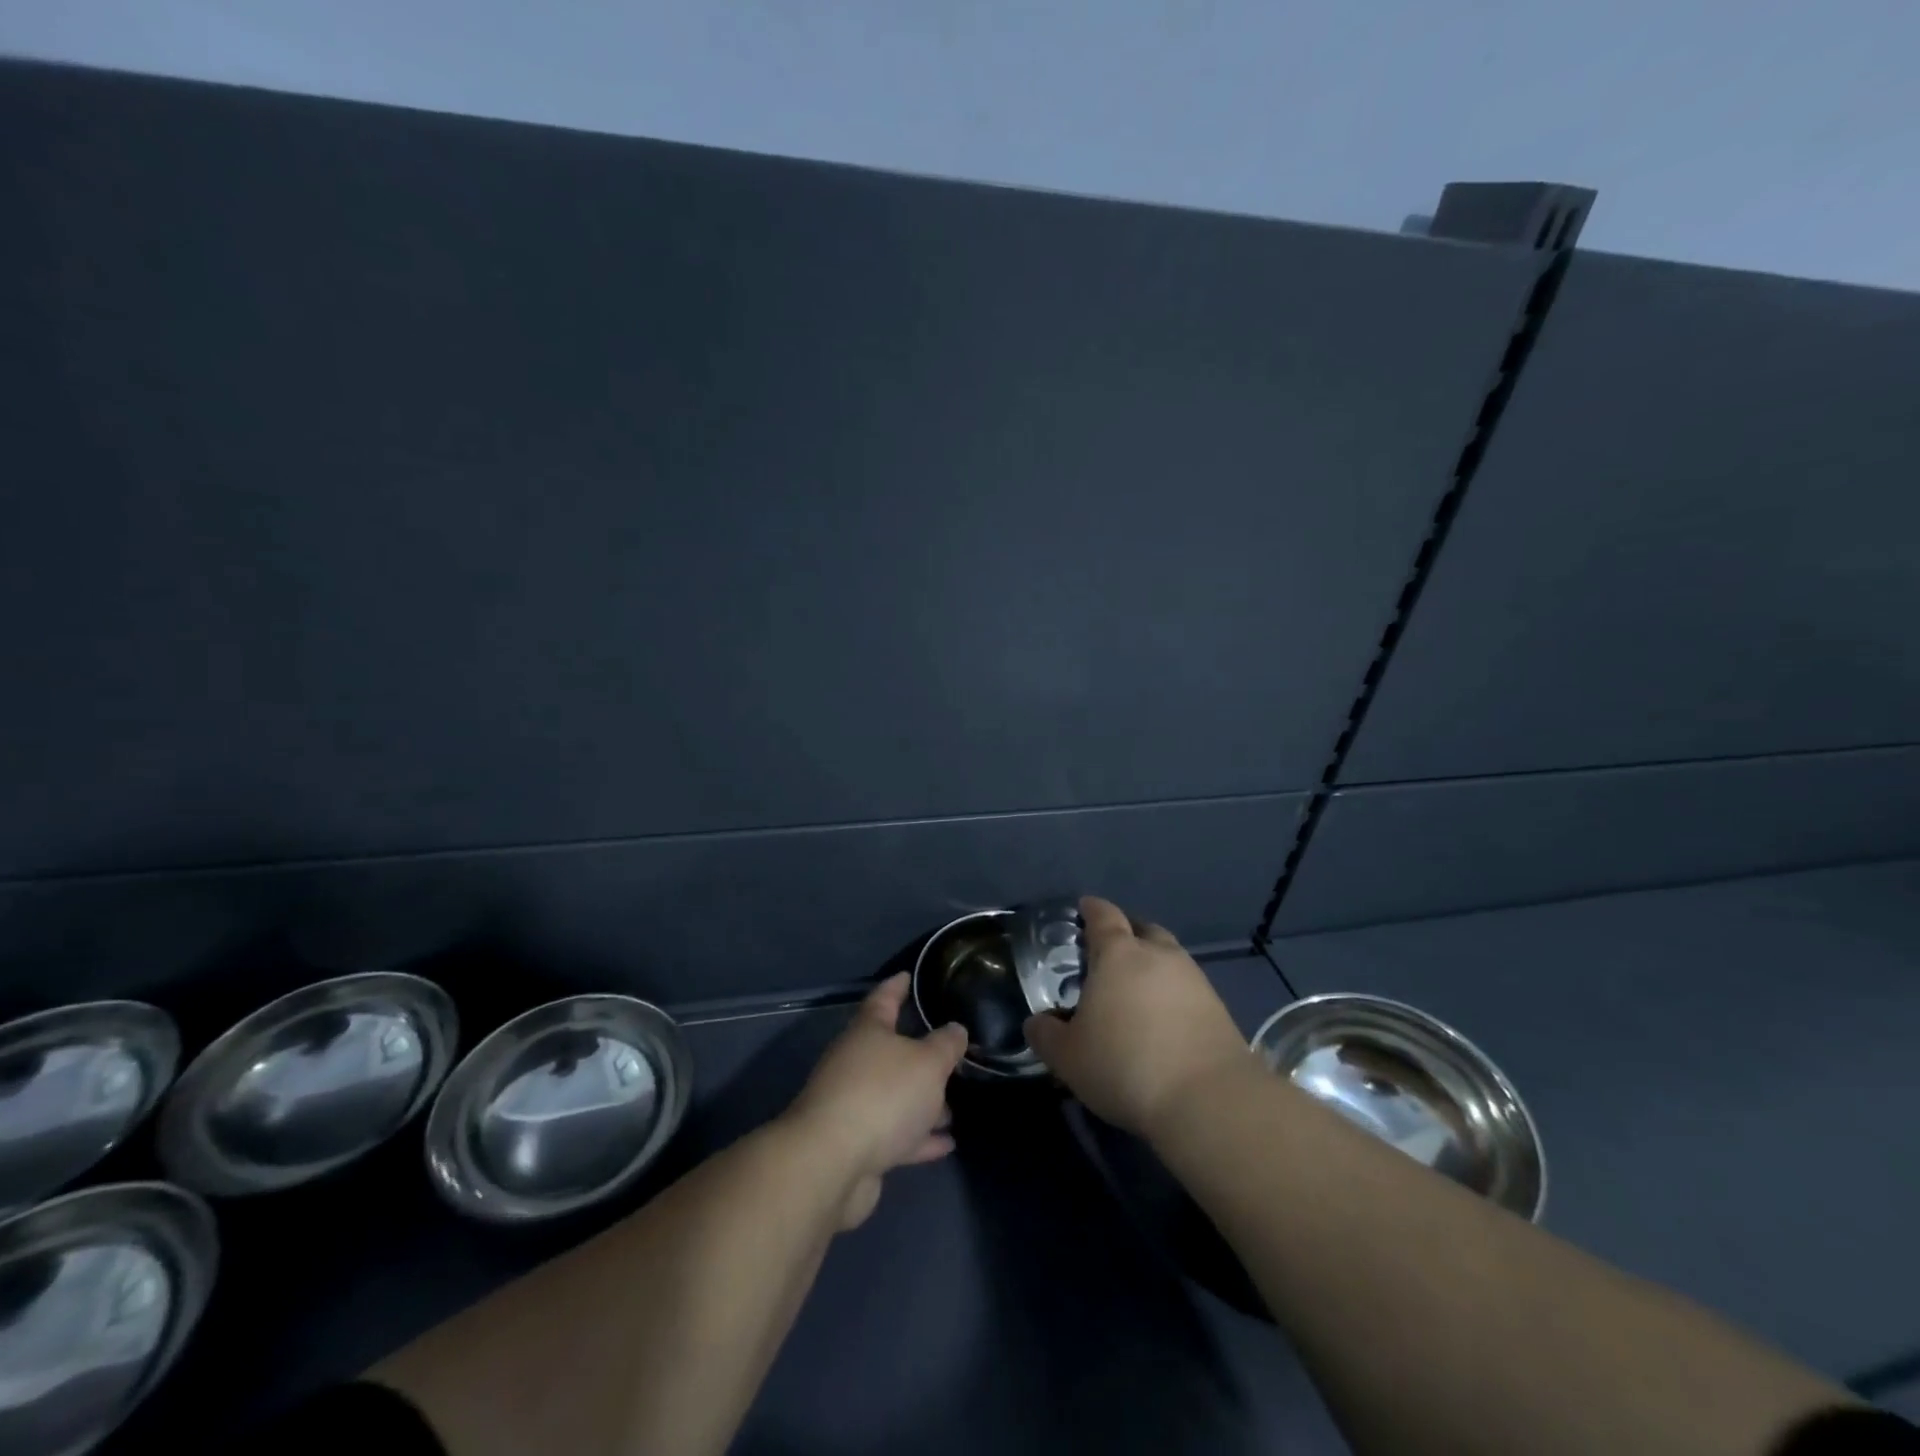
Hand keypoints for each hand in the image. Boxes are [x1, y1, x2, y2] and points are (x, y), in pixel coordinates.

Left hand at [782, 973, 967, 1228]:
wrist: (831, 1164)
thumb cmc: (883, 1095)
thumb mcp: (928, 1063)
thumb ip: (946, 1044)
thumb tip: (956, 1029)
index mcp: (868, 1032)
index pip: (884, 998)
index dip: (897, 986)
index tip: (909, 976)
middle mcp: (855, 1062)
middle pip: (890, 1052)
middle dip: (920, 1056)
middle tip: (949, 1054)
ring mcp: (852, 1105)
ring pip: (894, 1096)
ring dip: (922, 1102)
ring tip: (953, 1108)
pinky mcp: (856, 1145)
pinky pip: (894, 1133)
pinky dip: (918, 1136)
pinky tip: (946, 1143)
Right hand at [1024, 896, 1251, 1137]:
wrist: (1208, 1100)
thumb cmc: (1125, 1065)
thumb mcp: (1068, 1057)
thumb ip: (1046, 1035)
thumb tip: (1037, 1022)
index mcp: (1118, 953)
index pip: (1103, 916)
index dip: (1091, 909)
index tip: (1084, 908)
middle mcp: (1159, 954)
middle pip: (1142, 929)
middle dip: (1126, 934)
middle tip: (1109, 953)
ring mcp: (1194, 978)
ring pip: (1169, 957)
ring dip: (1153, 964)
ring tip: (1137, 990)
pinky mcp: (1218, 1007)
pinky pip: (1187, 987)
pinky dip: (1172, 993)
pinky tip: (1163, 1018)